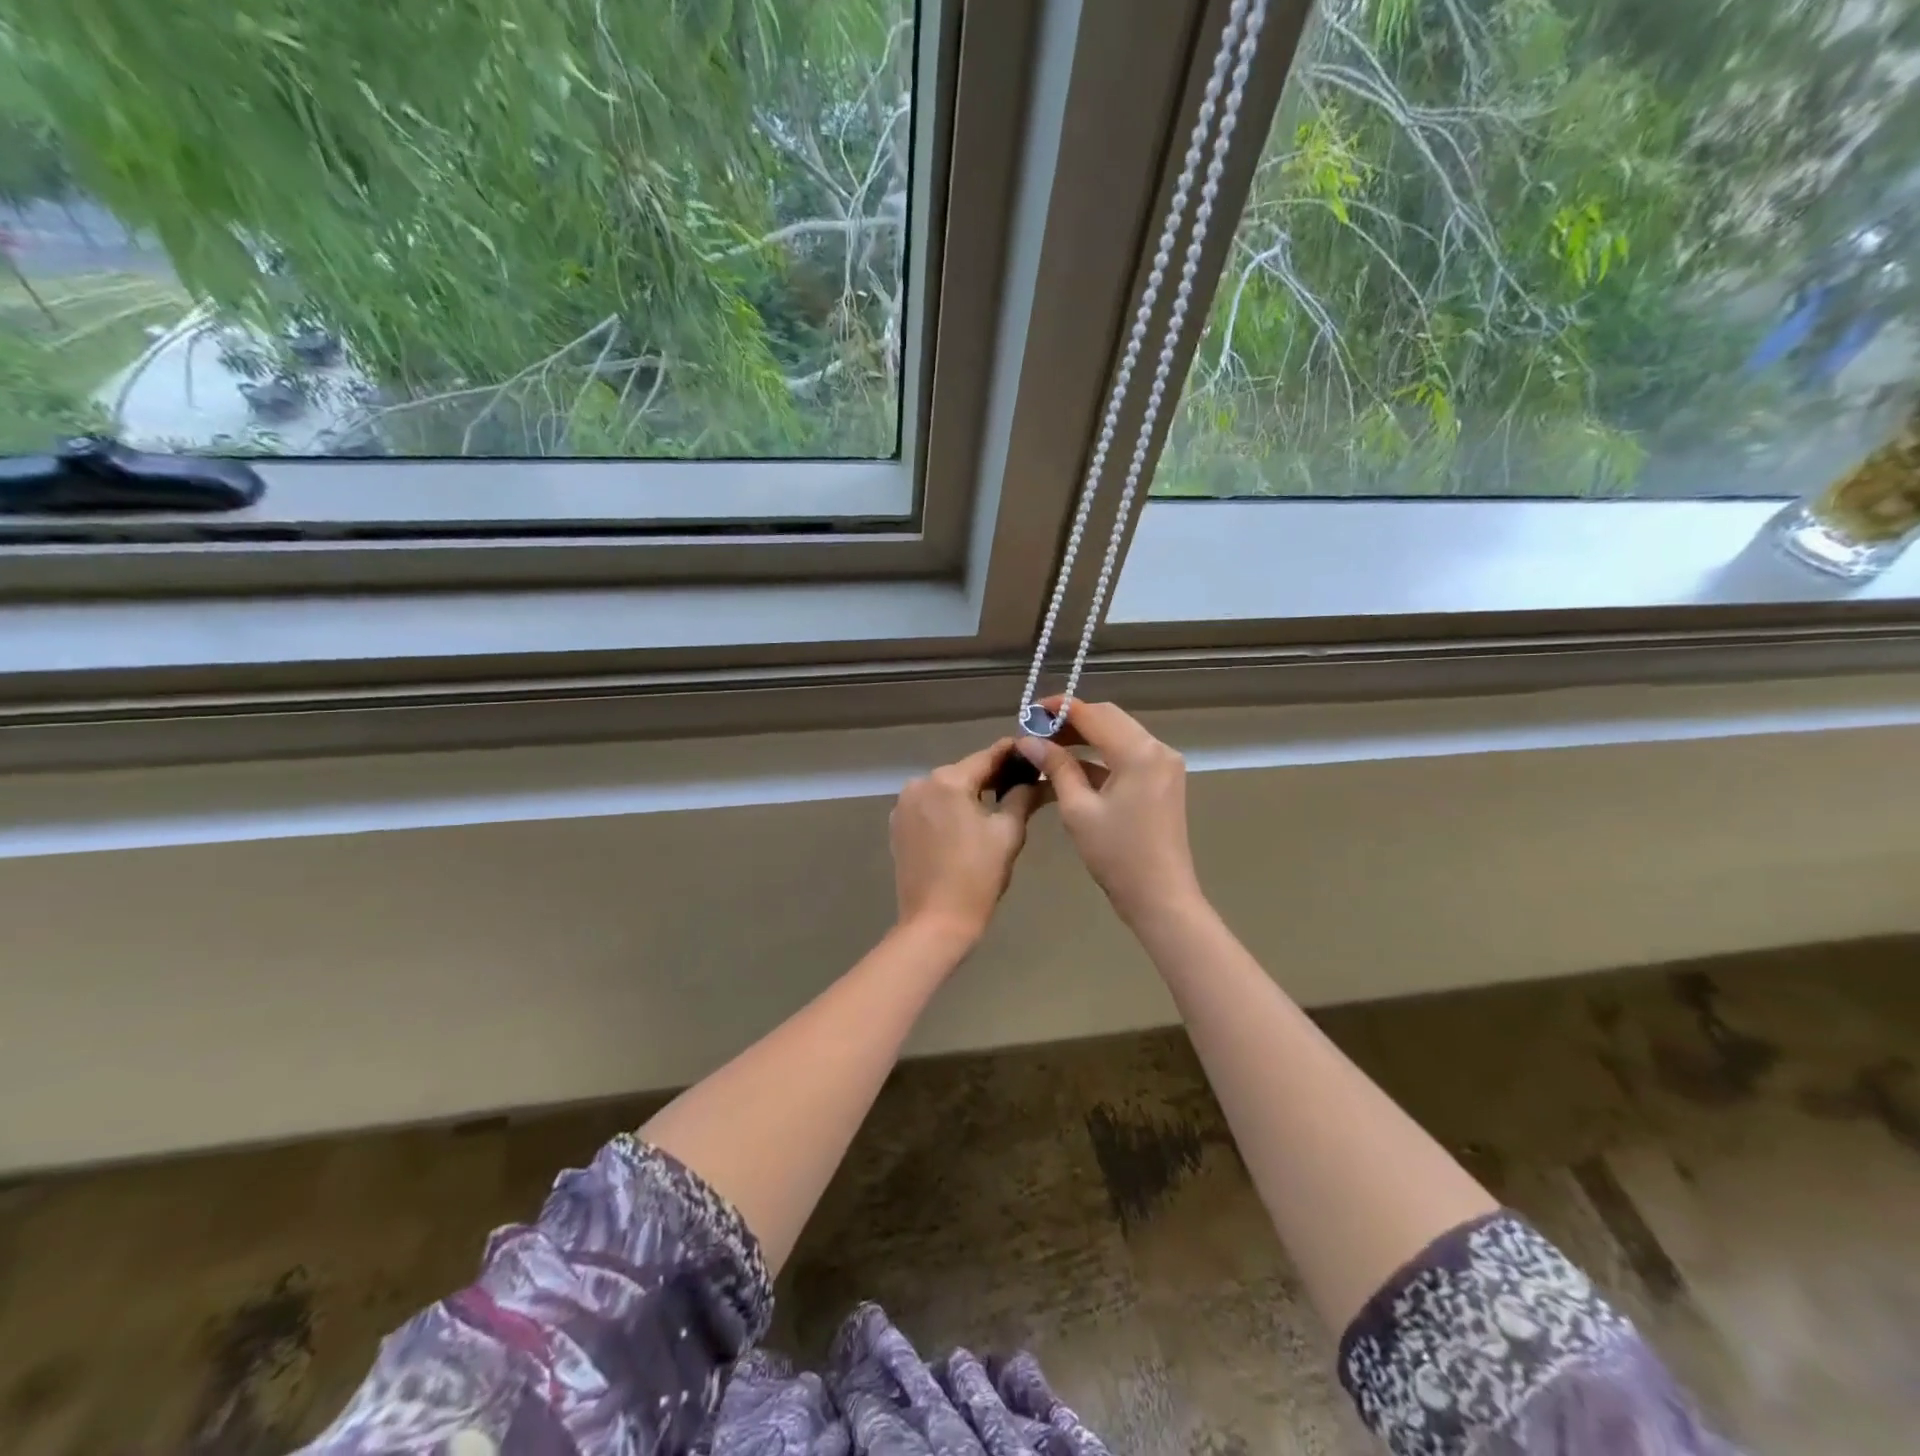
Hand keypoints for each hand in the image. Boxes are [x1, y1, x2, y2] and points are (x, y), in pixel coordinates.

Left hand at [890, 740, 1040, 943]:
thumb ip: (1022, 797)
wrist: (935, 922)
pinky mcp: (897, 825)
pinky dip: (948, 809)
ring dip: (968, 793)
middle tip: (1022, 782)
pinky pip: (929, 806)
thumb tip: (1038, 778)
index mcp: (948, 781)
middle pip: (964, 772)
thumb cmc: (977, 876)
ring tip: (996, 804)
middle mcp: (920, 784)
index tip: (1032, 750)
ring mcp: (904, 805)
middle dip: (991, 776)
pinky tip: (966, 824)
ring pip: (945, 789)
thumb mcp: (1008, 833)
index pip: (987, 756)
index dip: (1012, 753)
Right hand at [1014, 698, 1203, 927]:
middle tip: (1036, 732)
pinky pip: (1128, 755)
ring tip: (1048, 747)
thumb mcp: (1078, 809)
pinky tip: (1072, 767)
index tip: (1029, 712)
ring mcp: (1164, 765)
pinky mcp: (1163, 781)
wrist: (1160, 897)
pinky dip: (1101, 756)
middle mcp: (1157, 749)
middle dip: (1072, 721)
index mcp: (1139, 752)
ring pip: (1118, 735)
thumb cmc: (1116, 855)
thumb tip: (1029, 741)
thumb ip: (1056, 767)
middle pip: (1109, 718)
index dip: (1060, 708)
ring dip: (1085, 737)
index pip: (1093, 714)